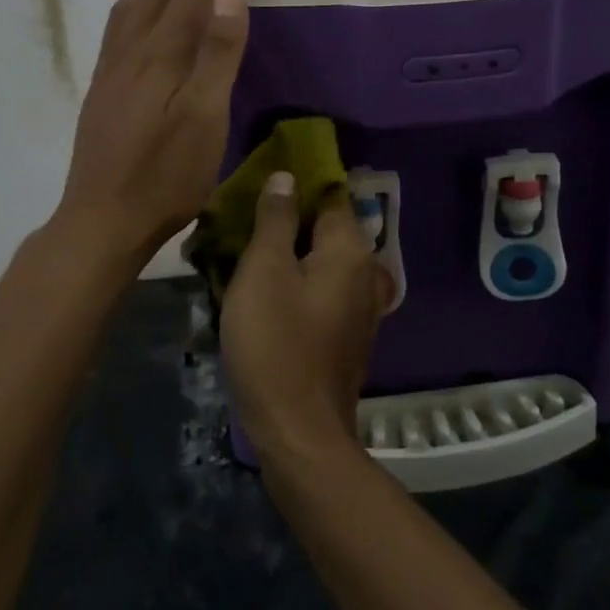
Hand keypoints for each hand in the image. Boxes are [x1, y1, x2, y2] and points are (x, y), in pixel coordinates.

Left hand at [53, 0, 250, 273]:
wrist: (102, 220)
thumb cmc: (164, 176)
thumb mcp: (204, 117)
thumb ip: (216, 53)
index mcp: (158, 55)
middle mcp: (129, 52)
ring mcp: (111, 71)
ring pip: (131, 5)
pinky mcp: (103, 90)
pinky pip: (120, 27)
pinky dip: (137, 2)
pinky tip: (140, 15)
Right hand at [218, 172, 394, 461]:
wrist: (298, 432)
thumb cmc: (276, 343)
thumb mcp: (265, 271)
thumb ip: (276, 219)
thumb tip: (287, 177)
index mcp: (350, 250)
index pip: (330, 194)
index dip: (298, 181)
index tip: (263, 176)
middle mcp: (365, 272)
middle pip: (326, 227)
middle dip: (288, 216)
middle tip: (244, 213)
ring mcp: (359, 306)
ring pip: (322, 260)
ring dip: (289, 249)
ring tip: (246, 246)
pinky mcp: (345, 333)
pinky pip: (321, 288)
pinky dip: (297, 279)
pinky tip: (264, 286)